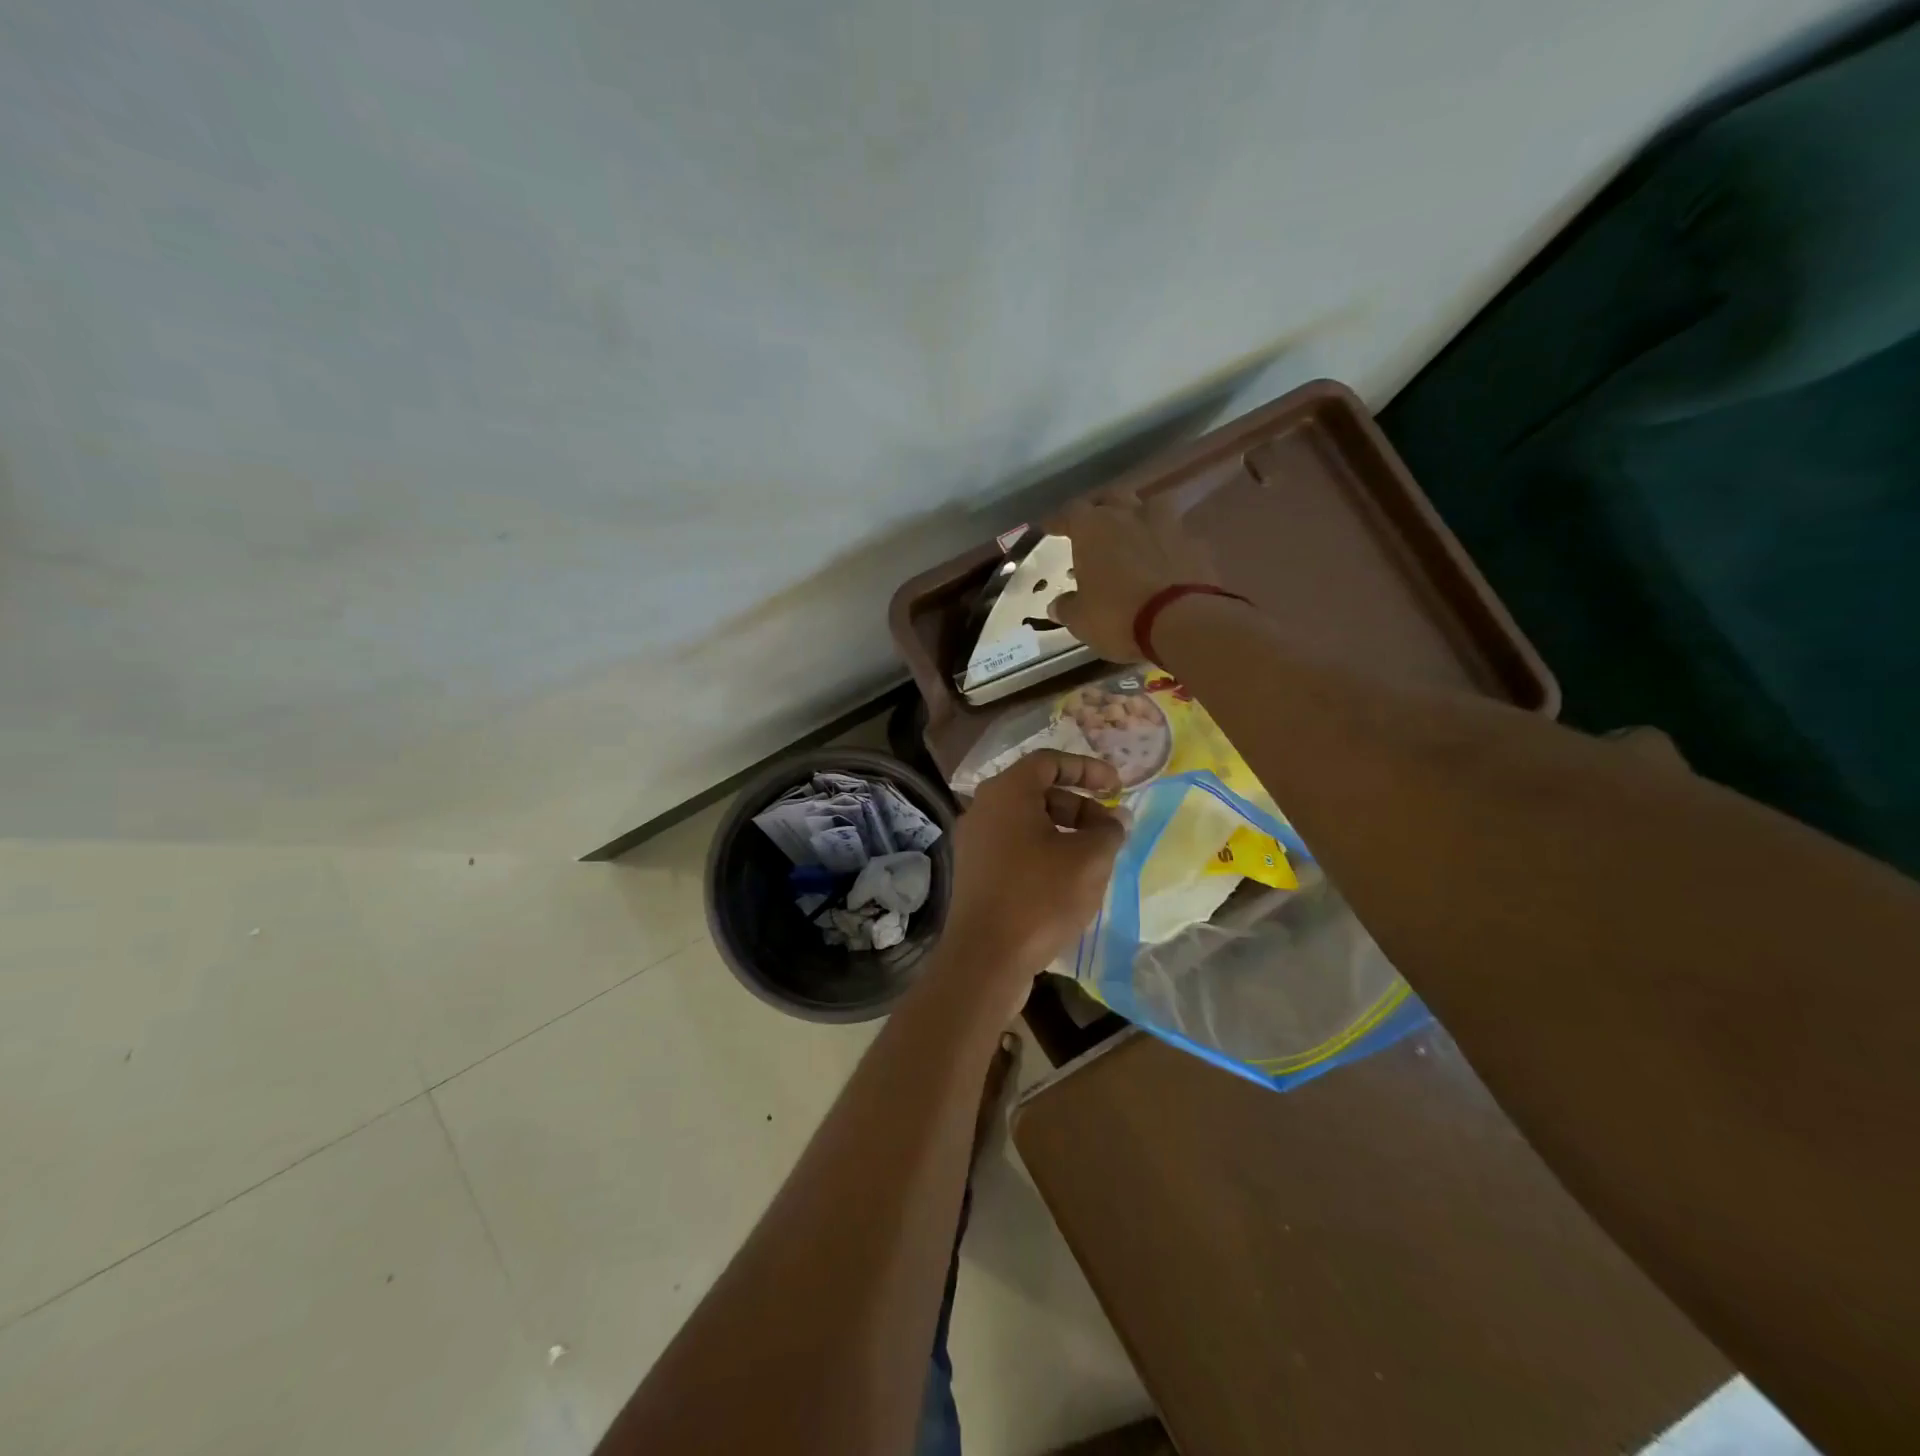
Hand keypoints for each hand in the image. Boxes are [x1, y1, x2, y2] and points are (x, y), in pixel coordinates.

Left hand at [941, 751, 1125, 1016]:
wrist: (985, 958)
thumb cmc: (1039, 897)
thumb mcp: (1089, 860)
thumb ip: (1108, 831)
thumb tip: (1116, 819)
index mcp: (1006, 792)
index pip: (1049, 762)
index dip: (1087, 769)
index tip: (1117, 787)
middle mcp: (983, 808)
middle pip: (1037, 792)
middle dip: (1080, 806)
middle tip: (1110, 832)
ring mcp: (974, 841)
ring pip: (1026, 822)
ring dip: (1064, 831)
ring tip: (1095, 859)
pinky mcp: (973, 872)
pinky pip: (1014, 847)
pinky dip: (1043, 851)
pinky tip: (1067, 880)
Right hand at [1048, 493, 1221, 662]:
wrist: (1183, 621)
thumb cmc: (1118, 616)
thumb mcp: (1081, 620)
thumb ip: (1067, 607)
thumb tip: (1057, 605)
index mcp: (1093, 528)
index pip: (1070, 512)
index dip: (1058, 520)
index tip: (1050, 528)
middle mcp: (1129, 515)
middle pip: (1111, 498)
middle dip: (1100, 508)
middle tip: (1093, 524)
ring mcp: (1167, 524)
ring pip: (1148, 507)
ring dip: (1138, 518)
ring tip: (1133, 534)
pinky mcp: (1195, 543)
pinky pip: (1175, 536)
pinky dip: (1166, 544)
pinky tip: (1164, 560)